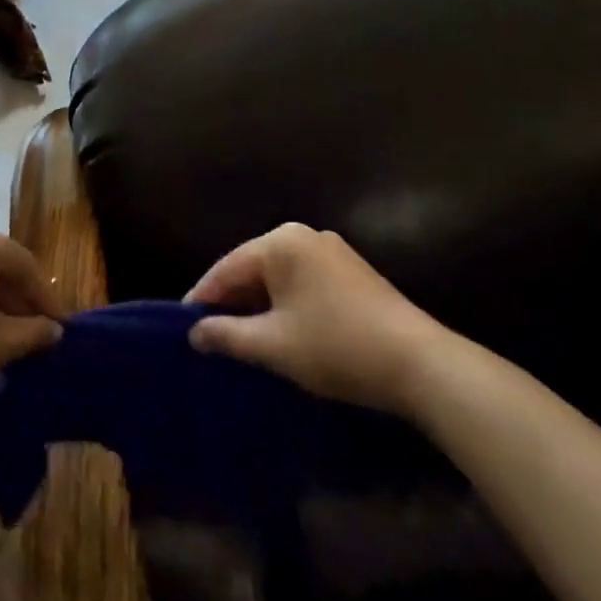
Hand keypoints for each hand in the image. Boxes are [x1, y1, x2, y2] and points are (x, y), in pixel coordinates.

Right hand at [186, 223, 450, 414]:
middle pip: (252, 268)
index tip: (180, 326)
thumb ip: (227, 334)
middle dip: (230, 302)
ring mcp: (332, 252)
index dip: (202, 299)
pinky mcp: (352, 273)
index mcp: (281, 242)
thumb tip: (195, 332)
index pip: (227, 268)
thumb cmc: (336, 346)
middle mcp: (305, 236)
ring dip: (258, 306)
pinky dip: (285, 306)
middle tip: (207, 335)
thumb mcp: (273, 345)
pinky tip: (278, 332)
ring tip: (237, 338)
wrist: (420, 364)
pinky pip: (302, 284)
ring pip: (278, 278)